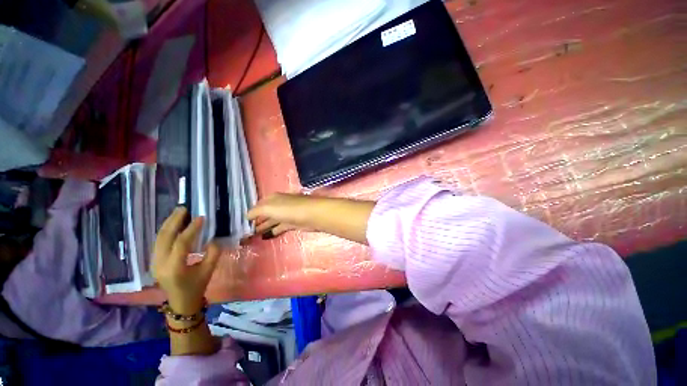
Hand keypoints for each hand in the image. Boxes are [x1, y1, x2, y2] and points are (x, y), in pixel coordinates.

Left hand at [152, 207, 219, 313]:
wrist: (180, 302)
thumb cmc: (196, 286)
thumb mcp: (209, 271)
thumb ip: (213, 253)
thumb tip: (212, 239)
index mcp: (175, 268)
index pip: (182, 243)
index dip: (192, 229)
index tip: (201, 217)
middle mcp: (160, 264)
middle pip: (165, 237)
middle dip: (174, 221)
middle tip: (184, 208)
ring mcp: (154, 262)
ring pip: (159, 238)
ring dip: (168, 223)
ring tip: (178, 212)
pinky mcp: (154, 261)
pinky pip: (158, 242)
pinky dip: (166, 230)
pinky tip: (173, 224)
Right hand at [247, 193, 318, 237]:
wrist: (312, 215)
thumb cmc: (289, 209)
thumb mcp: (268, 208)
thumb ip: (256, 211)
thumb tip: (247, 216)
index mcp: (274, 198)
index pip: (260, 204)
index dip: (252, 211)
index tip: (243, 221)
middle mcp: (280, 204)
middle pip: (266, 212)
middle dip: (257, 220)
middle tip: (246, 230)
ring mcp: (287, 214)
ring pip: (273, 220)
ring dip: (264, 226)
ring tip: (253, 234)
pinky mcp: (294, 223)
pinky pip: (280, 227)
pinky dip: (273, 231)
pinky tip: (266, 236)